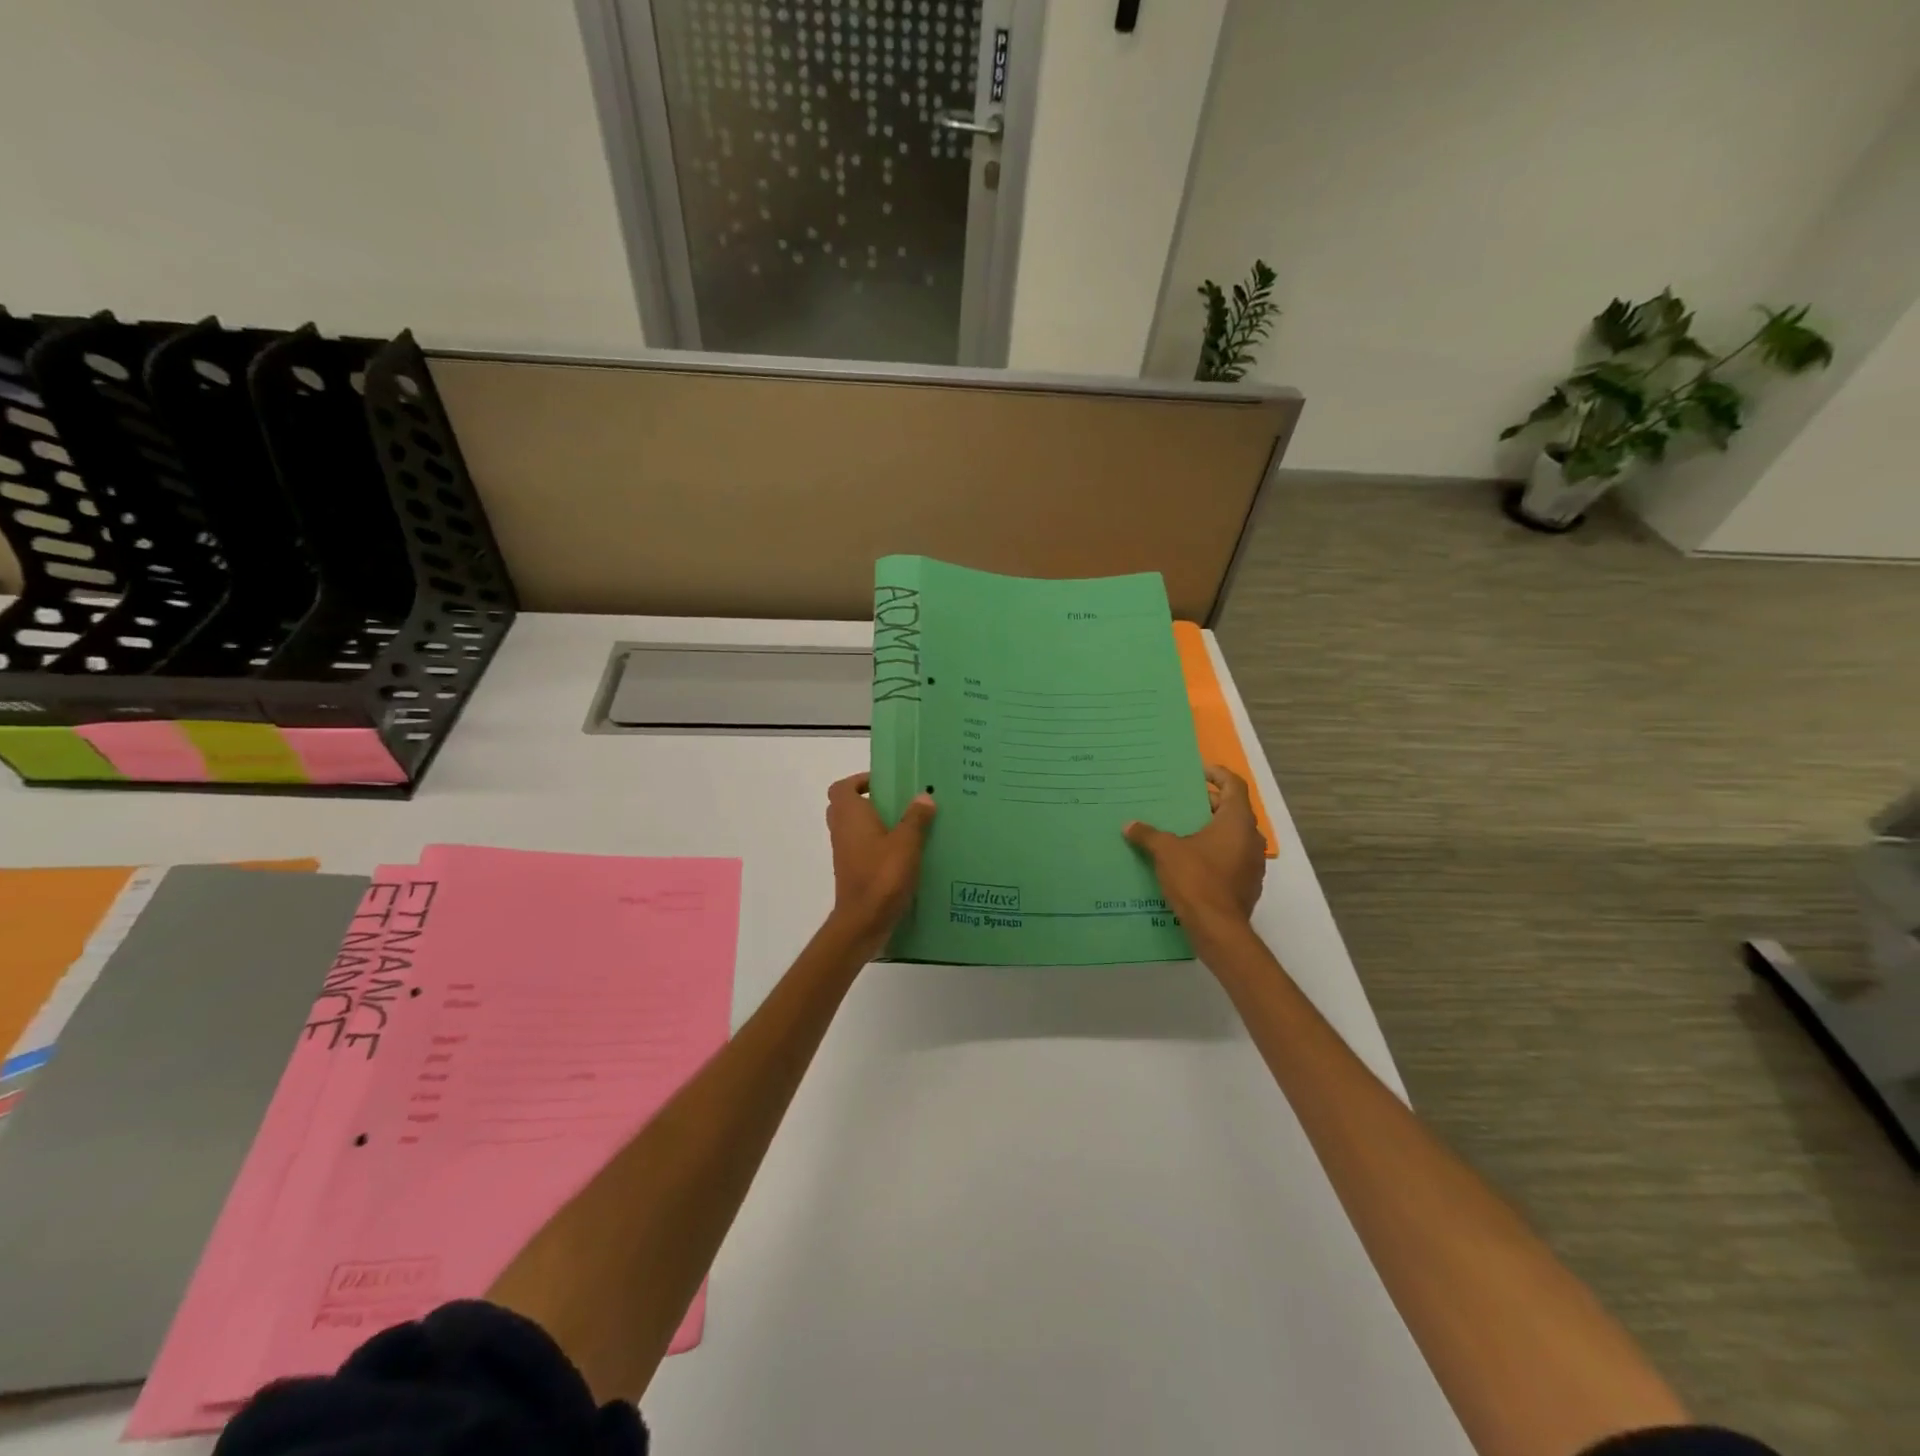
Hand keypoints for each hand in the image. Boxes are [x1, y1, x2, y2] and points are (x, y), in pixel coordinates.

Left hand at [825, 773, 936, 957]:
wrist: (863, 922)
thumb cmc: (882, 876)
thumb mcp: (906, 843)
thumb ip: (915, 818)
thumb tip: (924, 796)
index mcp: (850, 816)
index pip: (842, 787)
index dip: (859, 780)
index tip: (884, 783)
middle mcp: (842, 831)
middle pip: (847, 807)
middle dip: (870, 801)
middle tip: (898, 803)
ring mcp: (845, 853)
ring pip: (855, 829)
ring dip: (875, 825)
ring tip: (908, 826)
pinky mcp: (853, 872)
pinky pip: (862, 849)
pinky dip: (877, 846)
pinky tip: (905, 853)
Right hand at [1124, 765, 1265, 952]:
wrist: (1218, 929)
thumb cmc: (1196, 879)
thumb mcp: (1166, 851)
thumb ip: (1148, 834)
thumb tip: (1130, 825)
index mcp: (1237, 821)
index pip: (1234, 785)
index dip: (1217, 774)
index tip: (1198, 772)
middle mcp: (1251, 838)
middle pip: (1232, 810)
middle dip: (1208, 804)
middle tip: (1182, 802)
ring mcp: (1253, 863)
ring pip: (1232, 836)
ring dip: (1211, 830)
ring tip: (1182, 830)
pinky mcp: (1247, 884)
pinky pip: (1231, 858)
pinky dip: (1214, 852)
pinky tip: (1190, 860)